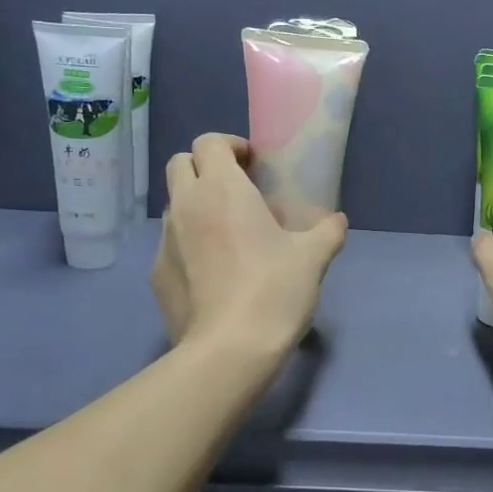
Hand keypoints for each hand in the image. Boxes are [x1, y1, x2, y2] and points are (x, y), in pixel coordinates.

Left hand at [152, 133, 347, 356]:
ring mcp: (165, 240)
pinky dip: (189, 243)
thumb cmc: (274, 290)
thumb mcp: (313, 258)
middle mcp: (186, 205)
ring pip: (174, 204)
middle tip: (236, 190)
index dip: (230, 146)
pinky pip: (171, 243)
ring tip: (226, 232)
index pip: (209, 142)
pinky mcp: (157, 273)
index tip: (253, 165)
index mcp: (222, 189)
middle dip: (205, 167)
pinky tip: (213, 271)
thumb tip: (336, 221)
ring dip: (196, 204)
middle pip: (180, 163)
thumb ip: (327, 231)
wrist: (229, 349)